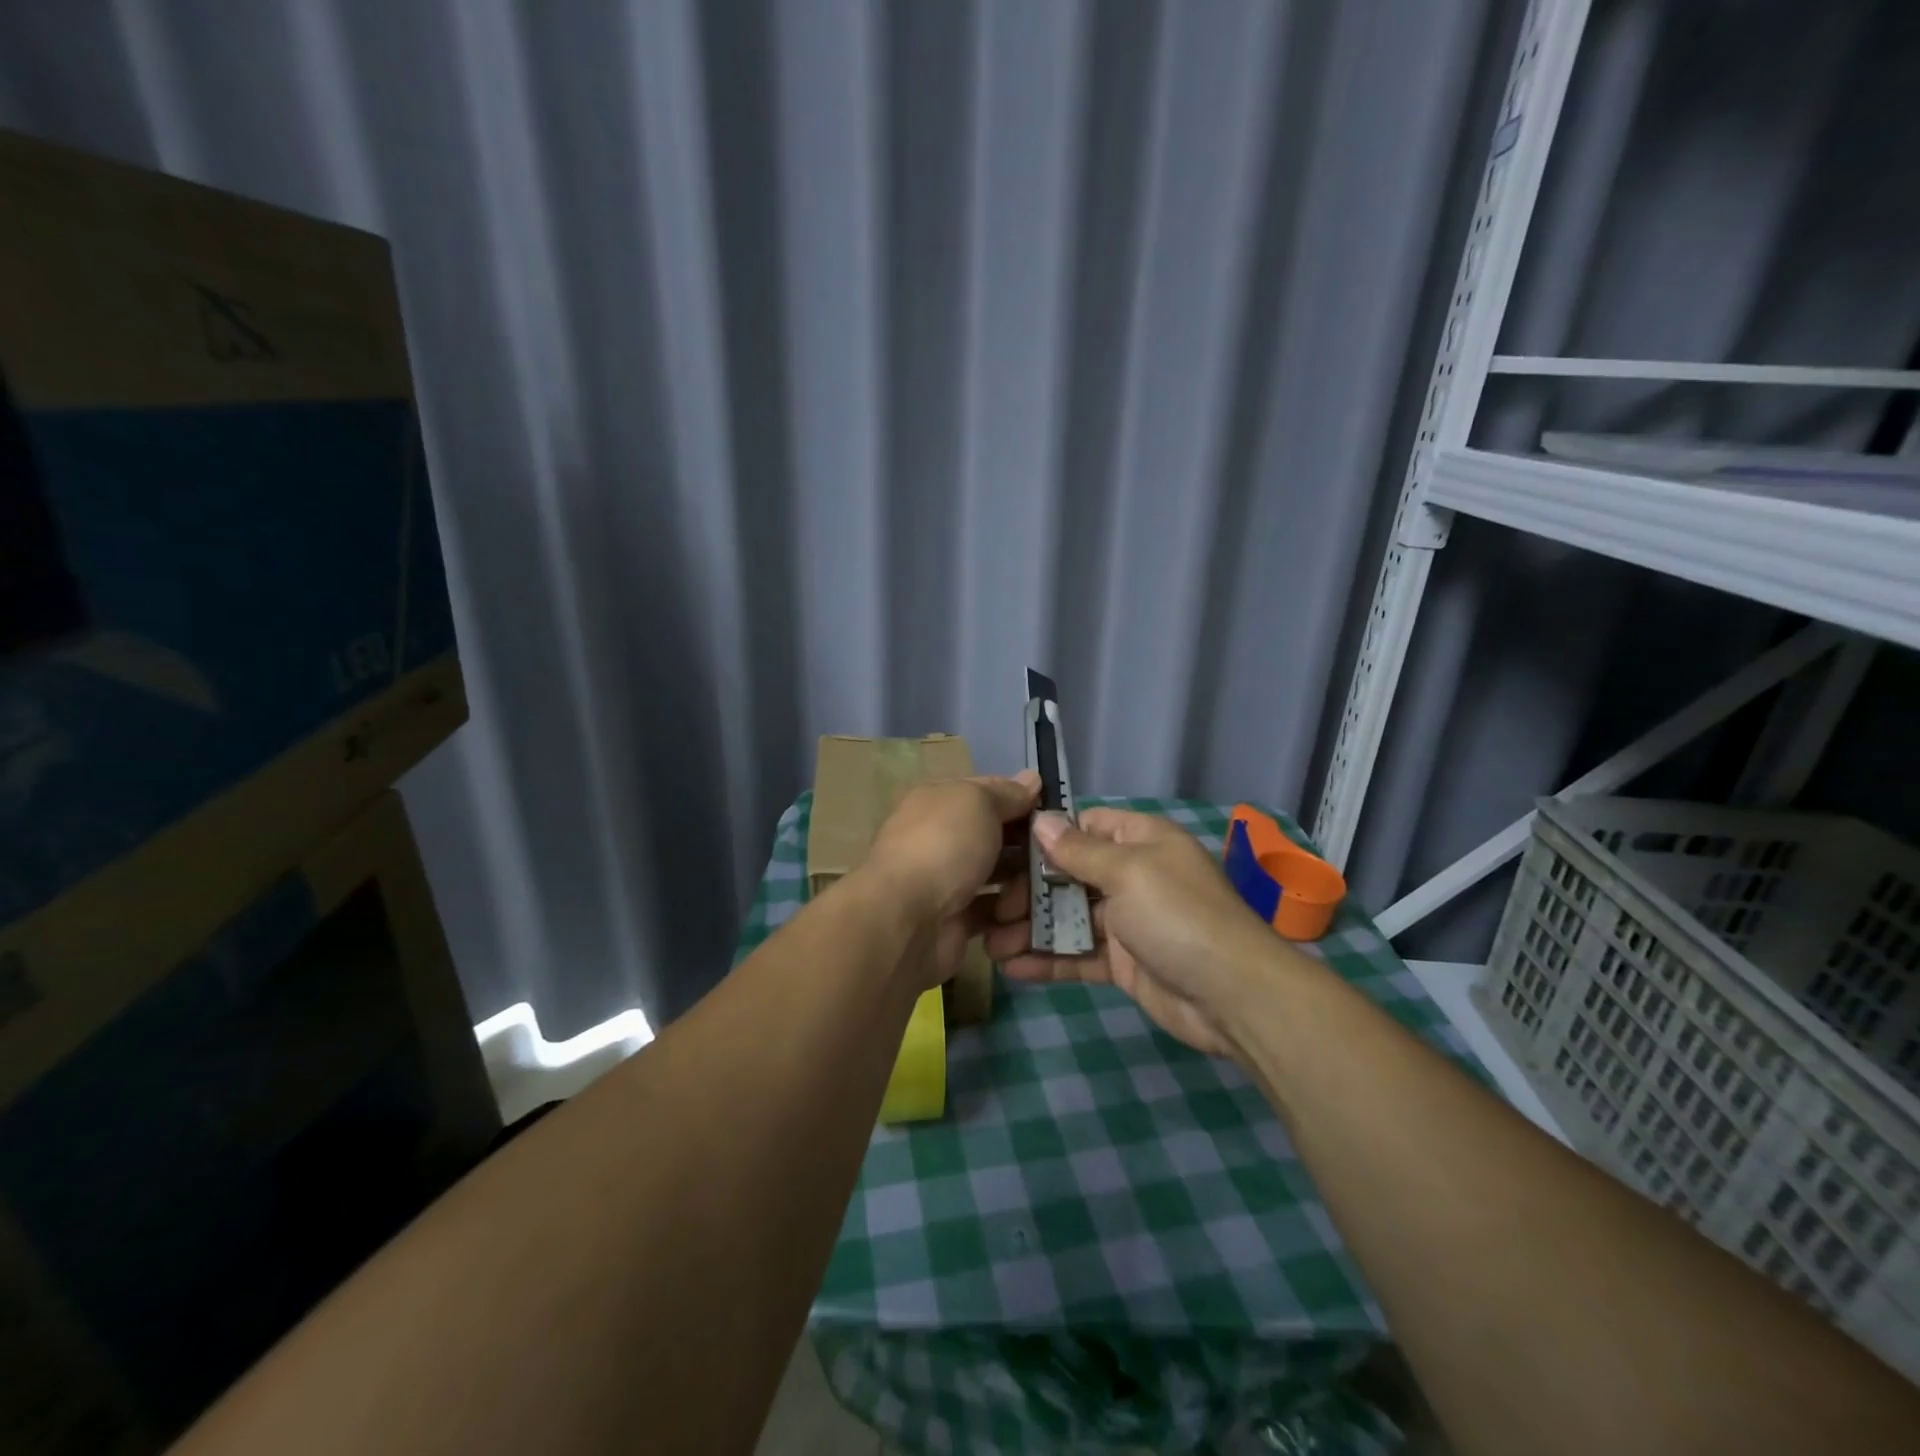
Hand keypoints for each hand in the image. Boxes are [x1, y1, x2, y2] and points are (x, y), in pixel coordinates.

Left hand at [858, 772, 1039, 989]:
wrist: (906, 921)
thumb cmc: (943, 847)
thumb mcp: (977, 802)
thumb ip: (1007, 793)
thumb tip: (1032, 779)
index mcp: (940, 803)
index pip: (989, 793)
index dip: (1022, 801)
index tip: (1057, 817)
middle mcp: (943, 839)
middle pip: (999, 838)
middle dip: (1030, 849)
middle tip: (1060, 861)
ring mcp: (949, 882)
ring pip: (1001, 878)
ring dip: (1024, 887)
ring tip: (1044, 895)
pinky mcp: (957, 921)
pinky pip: (995, 915)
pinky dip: (1012, 920)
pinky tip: (1027, 921)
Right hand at [984, 808, 1286, 1058]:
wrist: (1233, 996)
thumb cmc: (1177, 915)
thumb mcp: (1128, 871)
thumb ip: (1079, 850)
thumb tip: (1042, 821)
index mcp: (1142, 841)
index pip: (1087, 826)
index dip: (1048, 836)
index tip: (1005, 849)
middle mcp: (1134, 876)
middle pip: (1071, 874)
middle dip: (1030, 891)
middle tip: (992, 908)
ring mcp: (1129, 922)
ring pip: (1070, 918)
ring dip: (1032, 929)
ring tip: (990, 944)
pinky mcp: (1124, 963)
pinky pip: (1080, 955)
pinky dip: (1049, 960)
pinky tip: (1013, 967)